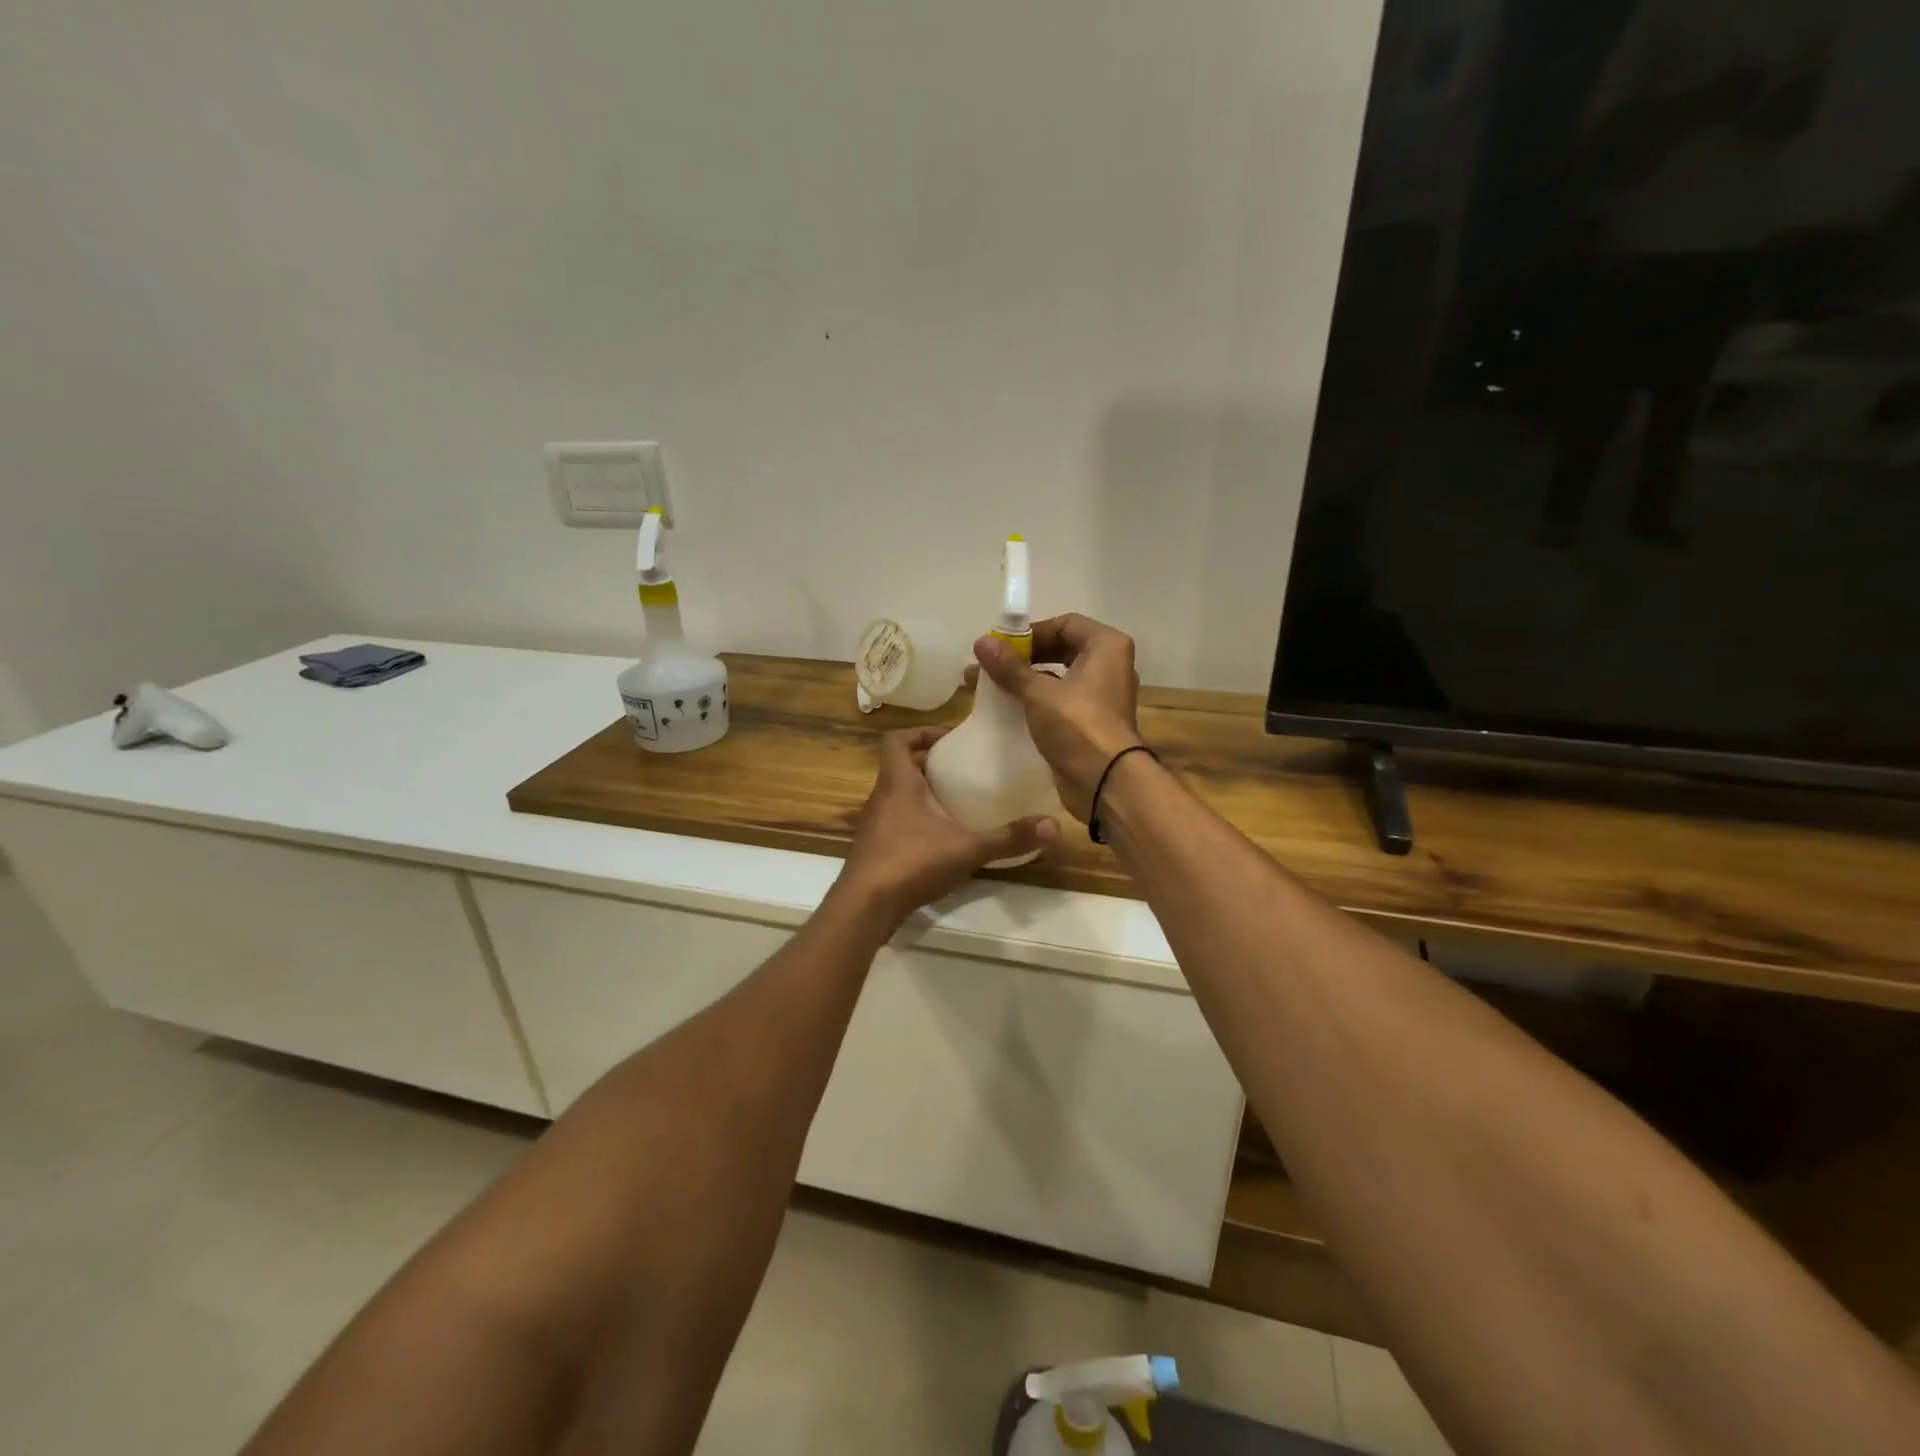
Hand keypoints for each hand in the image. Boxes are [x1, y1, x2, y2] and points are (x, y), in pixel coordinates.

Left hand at [839, 727, 1057, 920]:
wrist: (865, 906)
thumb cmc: (912, 862)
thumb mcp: (968, 848)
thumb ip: (1009, 837)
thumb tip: (1055, 826)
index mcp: (898, 783)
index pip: (896, 740)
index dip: (919, 733)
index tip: (948, 740)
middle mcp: (881, 797)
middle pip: (899, 767)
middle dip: (928, 764)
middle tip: (961, 770)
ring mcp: (874, 825)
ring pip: (896, 796)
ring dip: (921, 794)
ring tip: (955, 803)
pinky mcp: (873, 850)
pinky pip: (894, 822)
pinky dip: (914, 822)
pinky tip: (939, 841)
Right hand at [973, 614, 1143, 821]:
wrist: (1105, 781)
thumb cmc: (1078, 726)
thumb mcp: (1039, 693)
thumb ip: (1010, 667)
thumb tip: (981, 642)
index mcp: (1106, 646)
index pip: (1064, 624)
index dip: (1031, 632)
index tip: (1001, 647)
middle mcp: (1109, 665)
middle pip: (1062, 648)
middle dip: (1025, 657)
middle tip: (991, 665)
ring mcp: (1103, 694)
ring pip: (1060, 676)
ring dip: (1028, 678)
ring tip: (992, 686)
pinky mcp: (1092, 720)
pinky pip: (1061, 700)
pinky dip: (1038, 699)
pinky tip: (1010, 708)